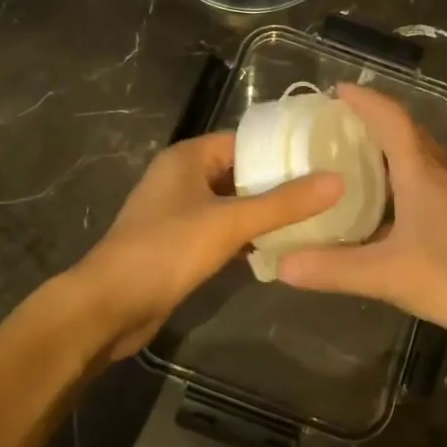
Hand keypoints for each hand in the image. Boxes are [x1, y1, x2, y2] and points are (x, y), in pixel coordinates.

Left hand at [74, 132, 342, 358]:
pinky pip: (220, 231)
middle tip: (324, 193)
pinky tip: (277, 248)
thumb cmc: (167, 250)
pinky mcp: (178, 244)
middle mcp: (181, 178)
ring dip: (263, 212)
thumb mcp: (230, 222)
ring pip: (231, 204)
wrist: (110, 305)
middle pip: (239, 172)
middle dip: (277, 183)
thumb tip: (336, 180)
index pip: (244, 141)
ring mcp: (177, 212)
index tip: (322, 159)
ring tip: (311, 219)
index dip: (281, 149)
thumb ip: (284, 203)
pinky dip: (246, 236)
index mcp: (187, 157)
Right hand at [276, 83, 446, 348]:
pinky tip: (384, 209)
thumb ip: (334, 269)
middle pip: (406, 133)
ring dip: (388, 151)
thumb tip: (281, 265)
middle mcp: (440, 174)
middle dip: (372, 122)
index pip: (391, 119)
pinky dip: (400, 181)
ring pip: (418, 159)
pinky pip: (426, 183)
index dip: (364, 101)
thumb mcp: (389, 275)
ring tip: (351, 162)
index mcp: (420, 172)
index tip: (337, 91)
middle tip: (334, 127)